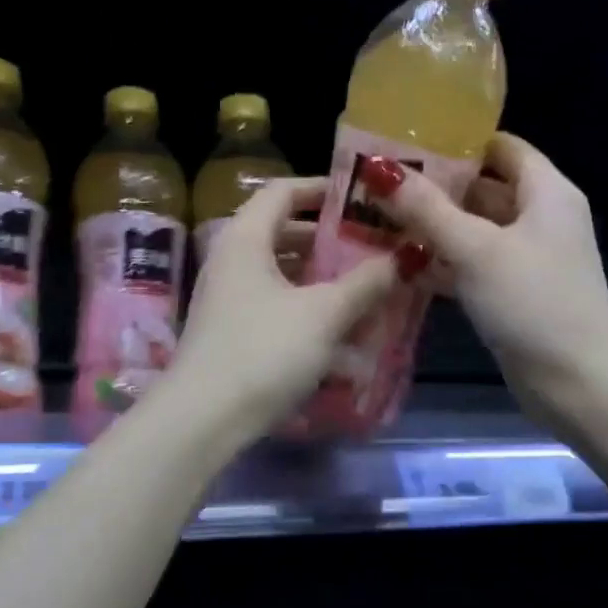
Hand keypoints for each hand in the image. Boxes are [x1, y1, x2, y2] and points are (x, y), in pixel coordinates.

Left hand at [173, 178, 397, 431]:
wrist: (204, 419)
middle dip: (330, 240)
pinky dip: (307, 310)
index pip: (283, 191)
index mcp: (245, 239)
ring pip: (282, 275)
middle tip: (373, 246)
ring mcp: (228, 300)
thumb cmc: (264, 351)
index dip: (322, 188)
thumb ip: (366, 282)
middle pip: (283, 233)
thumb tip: (404, 257)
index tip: (363, 198)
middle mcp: (231, 262)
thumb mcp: (324, 314)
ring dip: (322, 279)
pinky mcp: (232, 334)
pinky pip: (276, 307)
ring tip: (365, 289)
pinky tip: (340, 333)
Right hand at [365, 134, 607, 434]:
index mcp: (546, 193)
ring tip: (378, 219)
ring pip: (474, 230)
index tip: (407, 141)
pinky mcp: (513, 293)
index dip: (458, 141)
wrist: (576, 382)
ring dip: (433, 227)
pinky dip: (442, 262)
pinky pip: (473, 265)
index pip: (501, 148)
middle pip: (483, 188)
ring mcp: (527, 259)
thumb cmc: (532, 301)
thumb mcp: (476, 249)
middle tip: (380, 183)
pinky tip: (400, 264)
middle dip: (435, 186)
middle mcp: (540, 218)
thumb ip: (427, 209)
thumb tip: (381, 168)